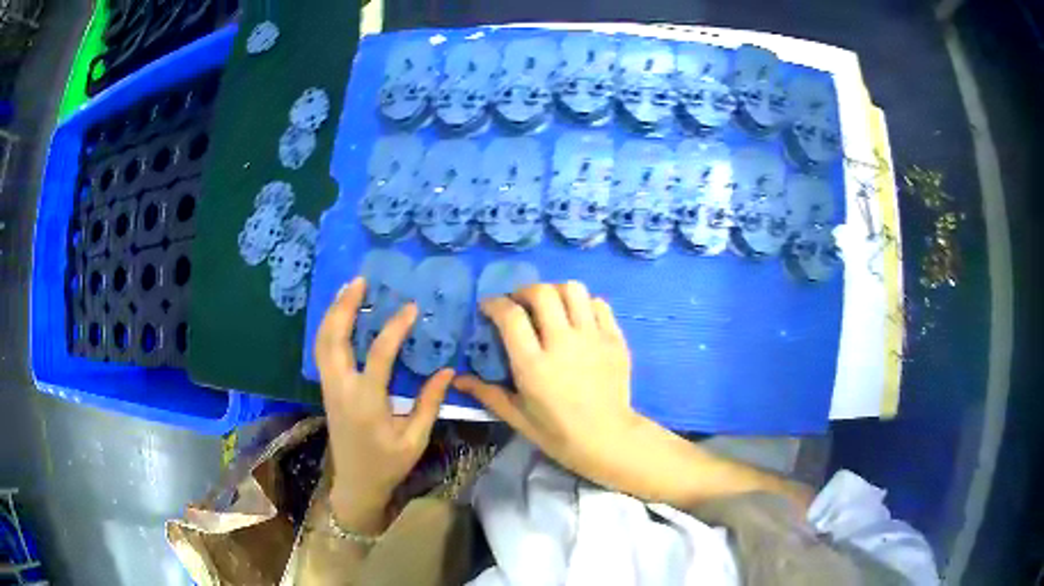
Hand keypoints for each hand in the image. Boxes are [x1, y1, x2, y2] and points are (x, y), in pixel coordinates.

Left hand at [315, 277, 452, 534]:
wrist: (355, 484)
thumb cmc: (387, 465)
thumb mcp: (414, 439)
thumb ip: (429, 403)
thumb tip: (448, 370)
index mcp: (366, 403)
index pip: (378, 356)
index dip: (394, 329)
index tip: (410, 308)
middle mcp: (341, 389)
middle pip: (334, 339)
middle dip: (344, 307)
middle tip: (359, 281)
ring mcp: (329, 388)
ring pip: (322, 342)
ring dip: (333, 313)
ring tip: (347, 289)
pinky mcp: (327, 389)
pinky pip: (322, 351)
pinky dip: (329, 328)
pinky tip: (340, 316)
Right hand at [454, 281, 644, 491]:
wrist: (607, 439)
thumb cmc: (558, 433)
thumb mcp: (517, 417)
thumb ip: (487, 393)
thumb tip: (457, 379)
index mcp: (534, 365)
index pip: (511, 316)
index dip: (495, 304)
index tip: (488, 307)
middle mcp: (563, 344)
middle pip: (542, 293)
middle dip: (524, 291)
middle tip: (519, 304)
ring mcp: (593, 338)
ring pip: (573, 290)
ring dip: (555, 291)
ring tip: (550, 306)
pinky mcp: (615, 339)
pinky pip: (599, 304)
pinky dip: (584, 303)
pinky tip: (577, 318)